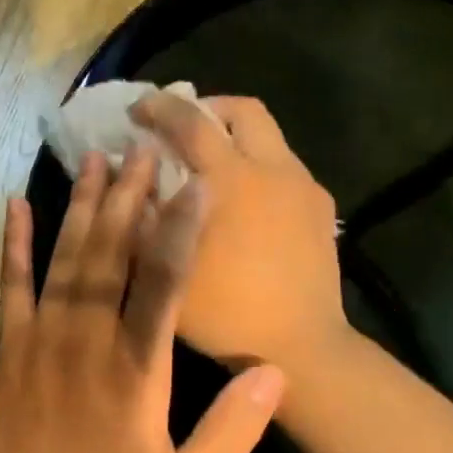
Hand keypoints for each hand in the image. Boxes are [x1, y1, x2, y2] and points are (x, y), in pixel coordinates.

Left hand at [0, 149, 284, 452]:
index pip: (164, 284)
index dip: (181, 229)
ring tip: (97, 159)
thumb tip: (274, 371)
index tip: (195, 184)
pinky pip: (13, 284)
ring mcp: (44, 338)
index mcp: (138, 370)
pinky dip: (15, 242)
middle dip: (130, 198)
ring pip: (66, 258)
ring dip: (83, 206)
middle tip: (145, 149)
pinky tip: (17, 204)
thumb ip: (233, 431)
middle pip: (111, 254)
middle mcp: (89, 339)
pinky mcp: (12, 346)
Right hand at [131, 92, 345, 371]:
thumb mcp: (167, 266)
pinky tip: (246, 207)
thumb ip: (144, 215)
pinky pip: (285, 170)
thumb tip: (131, 176)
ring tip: (212, 169)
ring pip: (270, 138)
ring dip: (236, 139)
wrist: (300, 346)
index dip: (158, 106)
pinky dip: (258, 169)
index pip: (190, 120)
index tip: (136, 110)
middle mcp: (272, 169)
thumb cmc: (225, 311)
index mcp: (231, 179)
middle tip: (182, 131)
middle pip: (243, 110)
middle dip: (208, 109)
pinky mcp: (321, 210)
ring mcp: (303, 188)